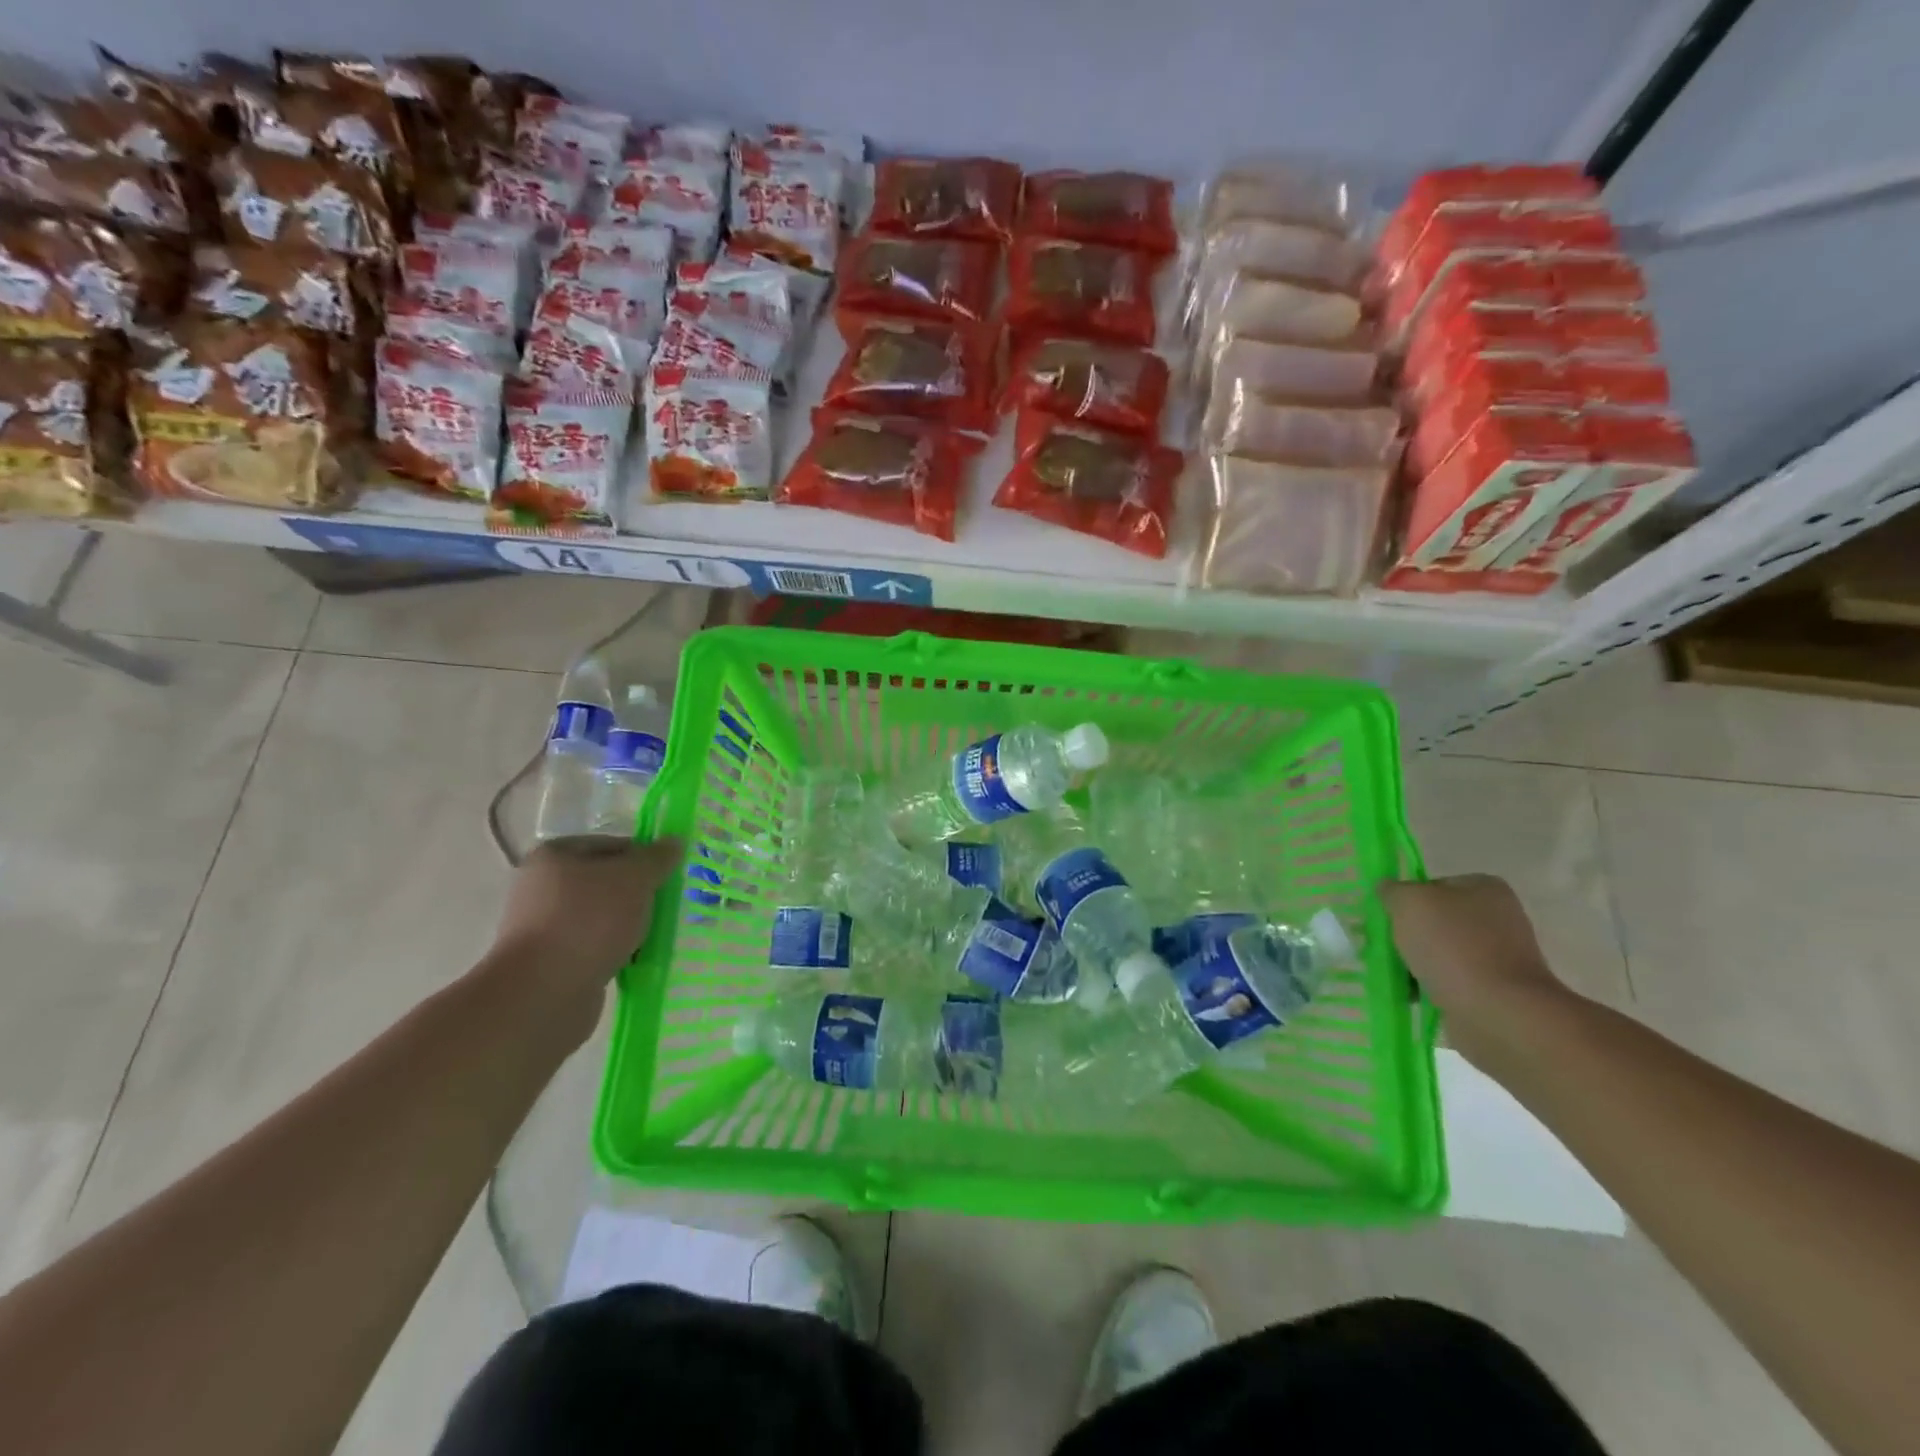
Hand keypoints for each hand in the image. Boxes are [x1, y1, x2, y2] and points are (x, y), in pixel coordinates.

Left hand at [490, 836, 681, 1021]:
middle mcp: (542, 887)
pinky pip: (594, 946)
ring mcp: (543, 926)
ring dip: (629, 924)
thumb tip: (673, 842)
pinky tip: (637, 960)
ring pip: (602, 916)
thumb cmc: (588, 921)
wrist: (543, 993)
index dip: (644, 858)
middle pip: (606, 882)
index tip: (669, 877)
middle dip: (638, 894)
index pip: (612, 845)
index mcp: (554, 855)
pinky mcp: (550, 962)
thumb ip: (656, 858)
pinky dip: (615, 950)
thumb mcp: (634, 879)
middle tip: (667, 905)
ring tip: (655, 936)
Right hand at [1381, 875, 1569, 1056]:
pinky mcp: (1496, 991)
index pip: (1432, 885)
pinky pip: (1451, 982)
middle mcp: (1499, 918)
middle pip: (1436, 920)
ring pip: (1441, 952)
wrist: (1497, 1012)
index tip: (1388, 918)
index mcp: (1485, 888)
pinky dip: (1430, 987)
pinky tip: (1412, 995)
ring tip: (1397, 974)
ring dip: (1417, 962)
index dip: (1406, 900)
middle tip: (1387, 946)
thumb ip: (1392, 890)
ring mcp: (1501, 956)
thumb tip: (1388, 891)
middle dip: (1410, 934)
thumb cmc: (1453, 946)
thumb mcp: (1408, 902)